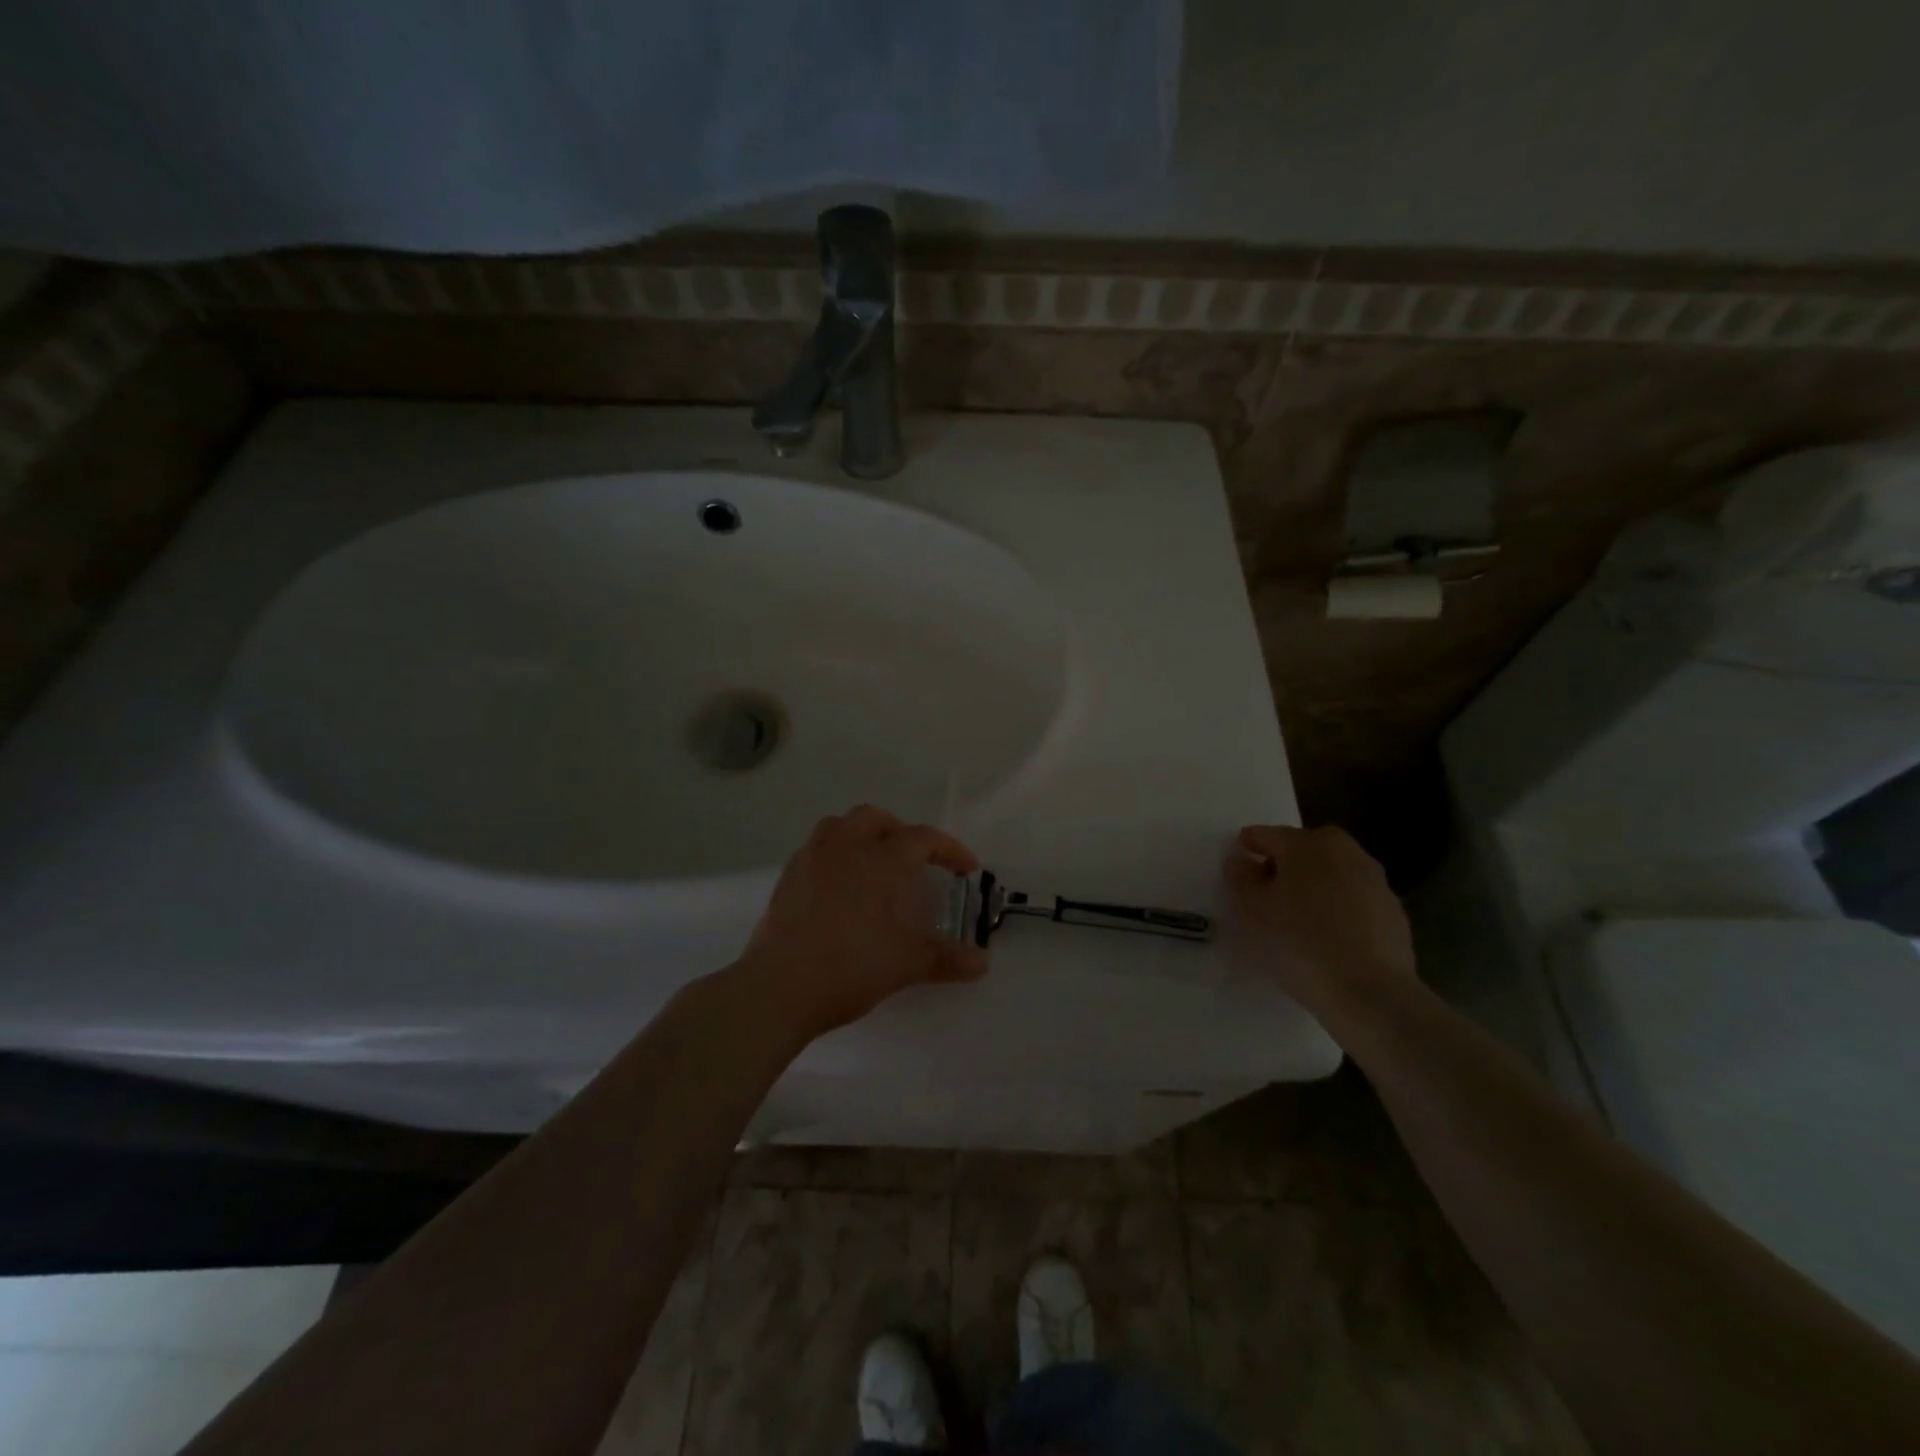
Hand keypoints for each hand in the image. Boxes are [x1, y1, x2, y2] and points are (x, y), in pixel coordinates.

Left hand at [733, 804, 988, 1041]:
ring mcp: (809, 862)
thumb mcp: (905, 964)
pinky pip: (813, 850)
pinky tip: (837, 885)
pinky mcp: (785, 881)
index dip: (950, 849)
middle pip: (874, 818)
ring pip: (837, 826)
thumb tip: (982, 963)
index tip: (966, 869)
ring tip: (873, 862)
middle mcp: (844, 850)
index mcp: (879, 861)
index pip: (922, 839)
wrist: (778, 988)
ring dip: (860, 834)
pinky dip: (832, 855)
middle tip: (914, 859)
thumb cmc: (849, 967)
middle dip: (900, 831)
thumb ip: (946, 959)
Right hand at [1225, 824, 1415, 1015]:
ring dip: (1313, 885)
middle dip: (1283, 863)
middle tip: (1265, 890)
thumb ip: (1240, 877)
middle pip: (1304, 849)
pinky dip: (1336, 909)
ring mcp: (1375, 882)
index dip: (1248, 847)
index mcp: (1307, 844)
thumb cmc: (1298, 943)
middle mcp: (1345, 852)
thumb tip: (1241, 859)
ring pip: (1332, 874)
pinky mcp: (1393, 913)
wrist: (1370, 993)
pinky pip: (1353, 900)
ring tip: (1295, 916)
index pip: (1267, 835)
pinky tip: (1325, 936)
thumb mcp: (1251, 910)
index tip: (1236, 863)